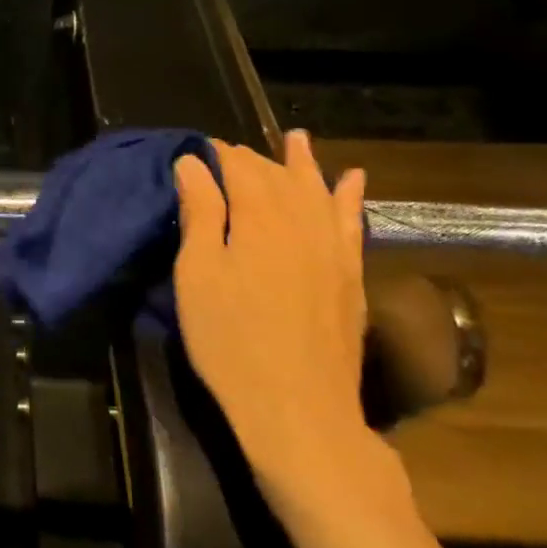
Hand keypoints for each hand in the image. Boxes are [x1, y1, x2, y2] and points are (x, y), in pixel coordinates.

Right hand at [173, 129, 402, 515]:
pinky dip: (350, 198)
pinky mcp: (351, 276)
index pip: (239, 166)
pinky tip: (353, 181)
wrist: (298, 409)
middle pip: (279, 175)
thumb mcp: (197, 275)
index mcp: (260, 216)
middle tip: (228, 154)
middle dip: (253, 159)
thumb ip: (199, 213)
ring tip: (297, 138)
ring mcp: (334, 249)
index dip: (217, 154)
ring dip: (305, 164)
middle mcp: (303, 221)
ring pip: (319, 191)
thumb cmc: (230, 340)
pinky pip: (352, 222)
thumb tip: (193, 162)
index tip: (195, 152)